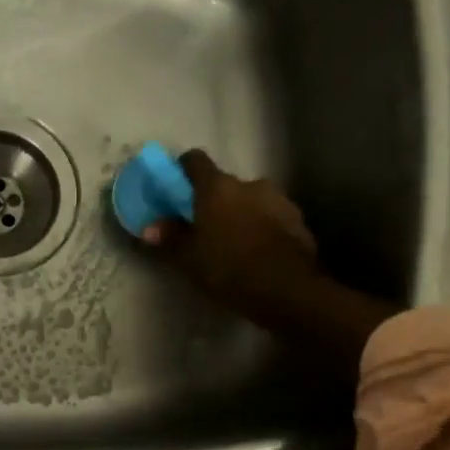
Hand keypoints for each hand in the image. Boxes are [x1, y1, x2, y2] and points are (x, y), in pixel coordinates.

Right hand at [146, 150, 322, 330]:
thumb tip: (151, 227)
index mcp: (217, 187)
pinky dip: (262, 229)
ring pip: (250, 201)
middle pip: (224, 184)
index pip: (195, 160)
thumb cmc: (229, 269)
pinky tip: (258, 254)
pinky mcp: (298, 220)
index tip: (176, 189)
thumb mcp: (189, 259)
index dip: (183, 171)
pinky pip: (271, 218)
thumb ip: (170, 238)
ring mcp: (278, 199)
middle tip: (204, 229)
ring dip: (240, 215)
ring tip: (234, 245)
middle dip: (213, 201)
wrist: (288, 289)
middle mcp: (249, 183)